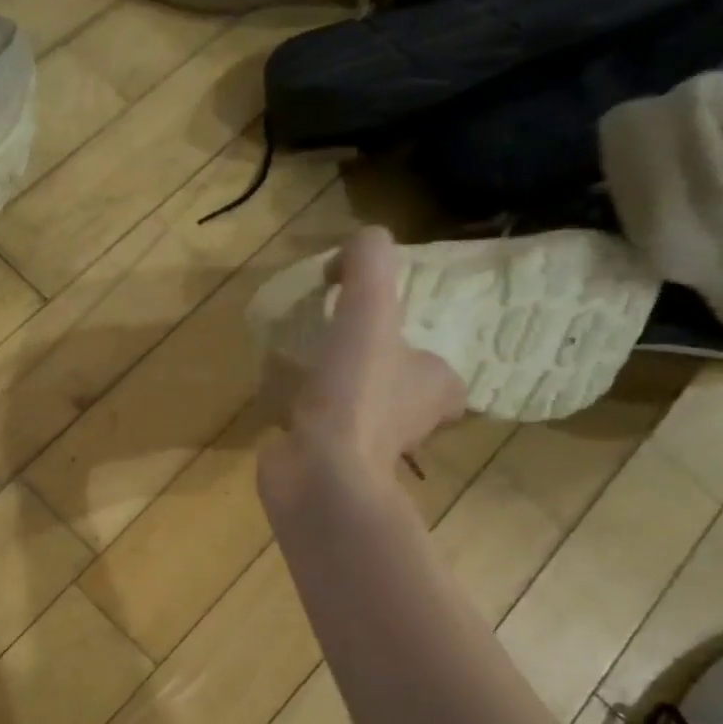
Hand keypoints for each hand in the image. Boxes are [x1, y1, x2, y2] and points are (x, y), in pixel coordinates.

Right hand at [258, 228, 464, 501]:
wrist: (319, 476)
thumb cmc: (355, 395)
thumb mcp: (369, 310)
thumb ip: (369, 264)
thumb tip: (354, 247)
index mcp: (437, 388)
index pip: (438, 364)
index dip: (414, 344)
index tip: (375, 327)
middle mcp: (411, 421)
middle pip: (399, 386)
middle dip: (376, 369)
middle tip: (341, 344)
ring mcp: (368, 449)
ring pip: (360, 409)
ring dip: (340, 392)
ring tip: (308, 366)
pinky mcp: (327, 464)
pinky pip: (322, 430)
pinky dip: (307, 417)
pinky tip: (284, 400)